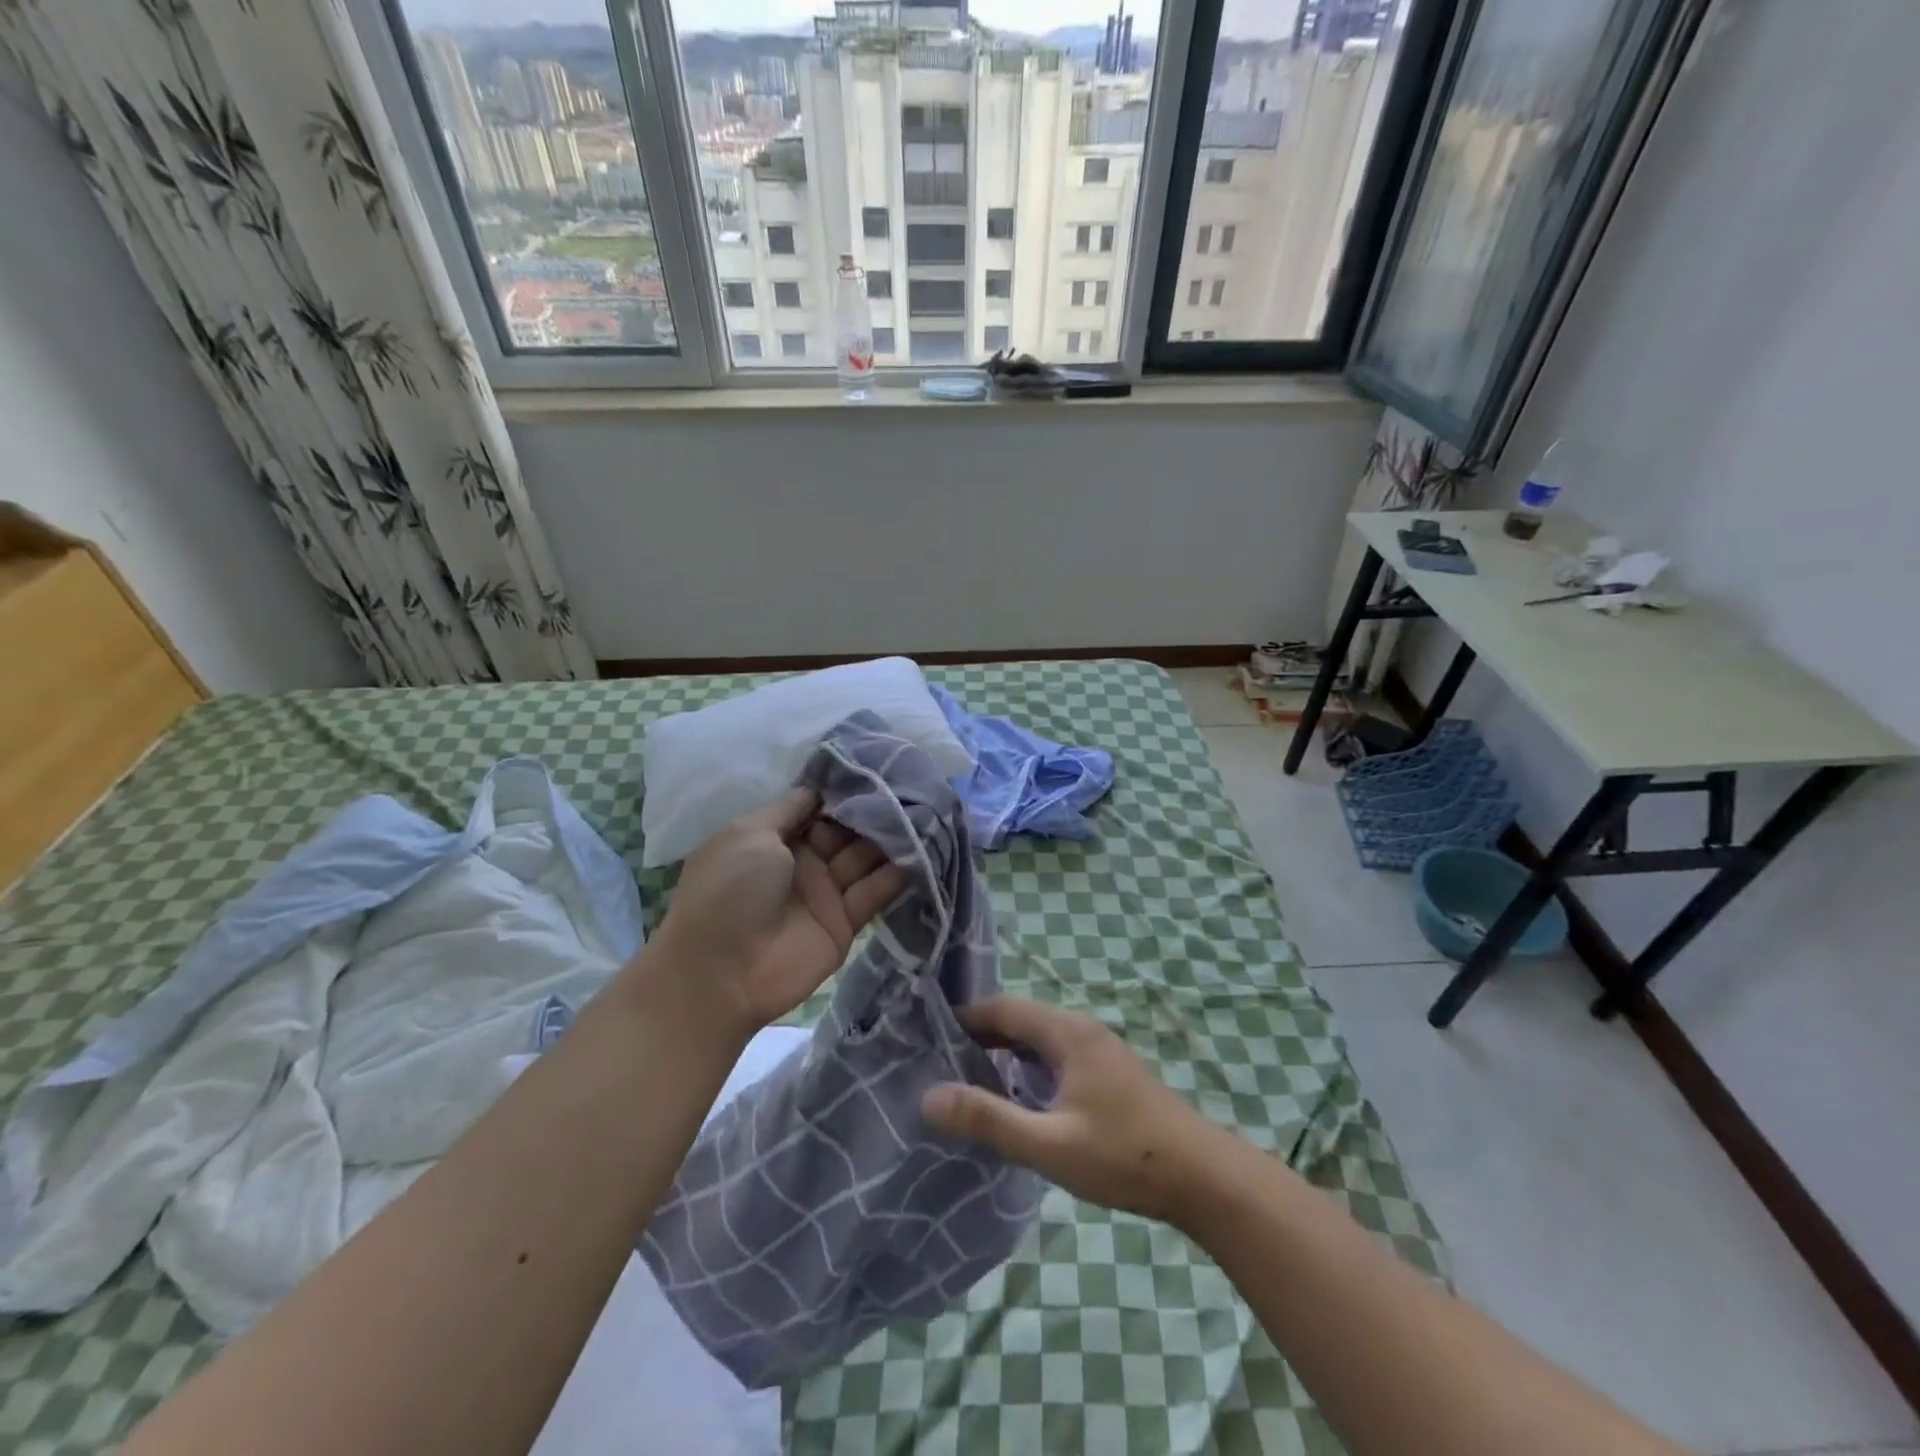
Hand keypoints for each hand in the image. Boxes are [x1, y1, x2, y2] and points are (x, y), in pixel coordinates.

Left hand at [650, 789, 906, 1038]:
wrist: (720, 973)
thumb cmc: (728, 892)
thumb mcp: (749, 835)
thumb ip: (789, 809)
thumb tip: (817, 788)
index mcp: (773, 838)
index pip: (816, 807)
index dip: (843, 790)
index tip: (878, 769)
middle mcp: (801, 861)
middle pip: (845, 830)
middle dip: (873, 810)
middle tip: (912, 787)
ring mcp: (824, 893)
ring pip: (864, 857)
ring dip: (891, 838)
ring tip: (926, 813)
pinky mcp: (845, 923)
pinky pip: (874, 892)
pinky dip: (897, 874)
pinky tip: (924, 850)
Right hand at [921, 997, 1225, 1224]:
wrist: (1202, 1177)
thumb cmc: (1122, 1155)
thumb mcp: (1048, 1143)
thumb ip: (988, 1119)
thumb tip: (928, 1097)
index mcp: (1066, 1032)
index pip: (1004, 1008)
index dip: (966, 1018)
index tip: (928, 1036)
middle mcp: (1082, 1029)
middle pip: (1021, 1020)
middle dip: (982, 1036)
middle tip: (941, 1062)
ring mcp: (1100, 1049)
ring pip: (1040, 1038)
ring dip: (1006, 1052)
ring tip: (970, 1079)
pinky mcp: (1110, 1072)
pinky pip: (1057, 1054)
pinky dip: (1029, 1065)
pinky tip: (1019, 1096)